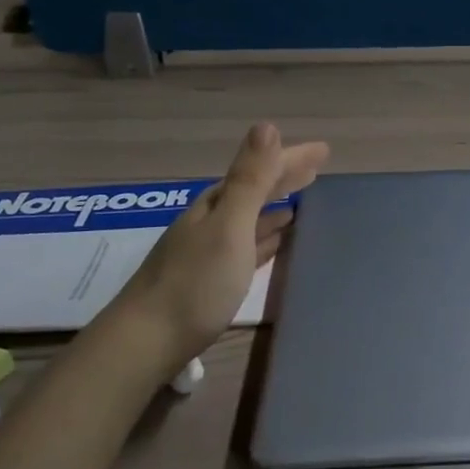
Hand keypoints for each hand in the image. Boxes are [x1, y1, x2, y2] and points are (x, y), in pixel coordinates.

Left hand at [105, 122, 328, 363]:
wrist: (145, 343)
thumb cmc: (194, 283)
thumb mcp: (229, 226)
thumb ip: (249, 179)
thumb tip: (267, 124)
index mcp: (217, 204)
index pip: (261, 170)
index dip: (292, 159)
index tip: (324, 151)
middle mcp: (211, 220)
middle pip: (253, 190)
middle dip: (283, 177)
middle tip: (315, 170)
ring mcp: (208, 250)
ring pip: (250, 218)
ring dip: (274, 207)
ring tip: (299, 203)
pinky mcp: (210, 279)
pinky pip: (247, 246)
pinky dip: (264, 238)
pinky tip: (274, 243)